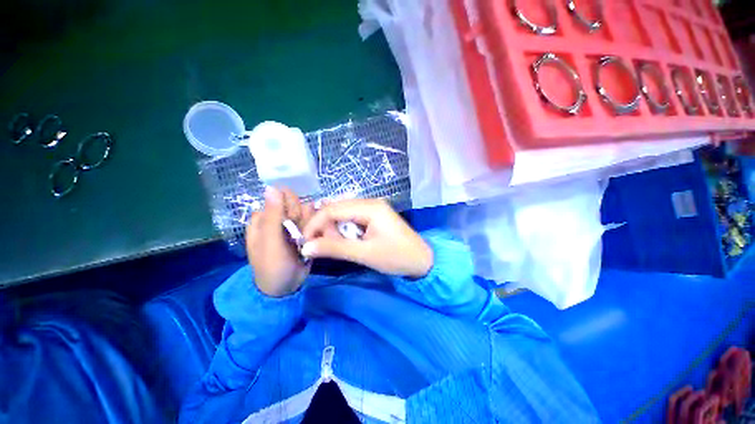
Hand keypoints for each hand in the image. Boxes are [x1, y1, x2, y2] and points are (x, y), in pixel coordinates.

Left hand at [246, 187, 313, 296]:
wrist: (286, 287)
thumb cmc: (272, 265)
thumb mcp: (270, 242)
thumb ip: (273, 215)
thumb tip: (272, 187)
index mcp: (264, 218)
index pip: (280, 197)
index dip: (289, 205)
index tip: (292, 218)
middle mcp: (278, 218)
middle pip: (296, 204)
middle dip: (301, 217)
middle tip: (299, 234)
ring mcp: (292, 225)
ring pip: (307, 212)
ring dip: (310, 223)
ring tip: (306, 239)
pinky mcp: (304, 232)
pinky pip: (313, 221)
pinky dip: (316, 226)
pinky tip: (315, 236)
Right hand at [302, 199, 432, 277]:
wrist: (422, 260)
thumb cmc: (396, 257)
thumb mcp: (364, 254)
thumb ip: (335, 248)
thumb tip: (306, 247)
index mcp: (370, 207)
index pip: (333, 209)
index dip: (315, 224)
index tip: (304, 241)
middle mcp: (371, 202)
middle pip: (337, 208)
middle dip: (325, 227)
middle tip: (322, 246)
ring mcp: (374, 207)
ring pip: (343, 213)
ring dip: (335, 229)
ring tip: (337, 245)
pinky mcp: (375, 215)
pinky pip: (352, 217)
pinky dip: (344, 229)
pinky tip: (347, 240)